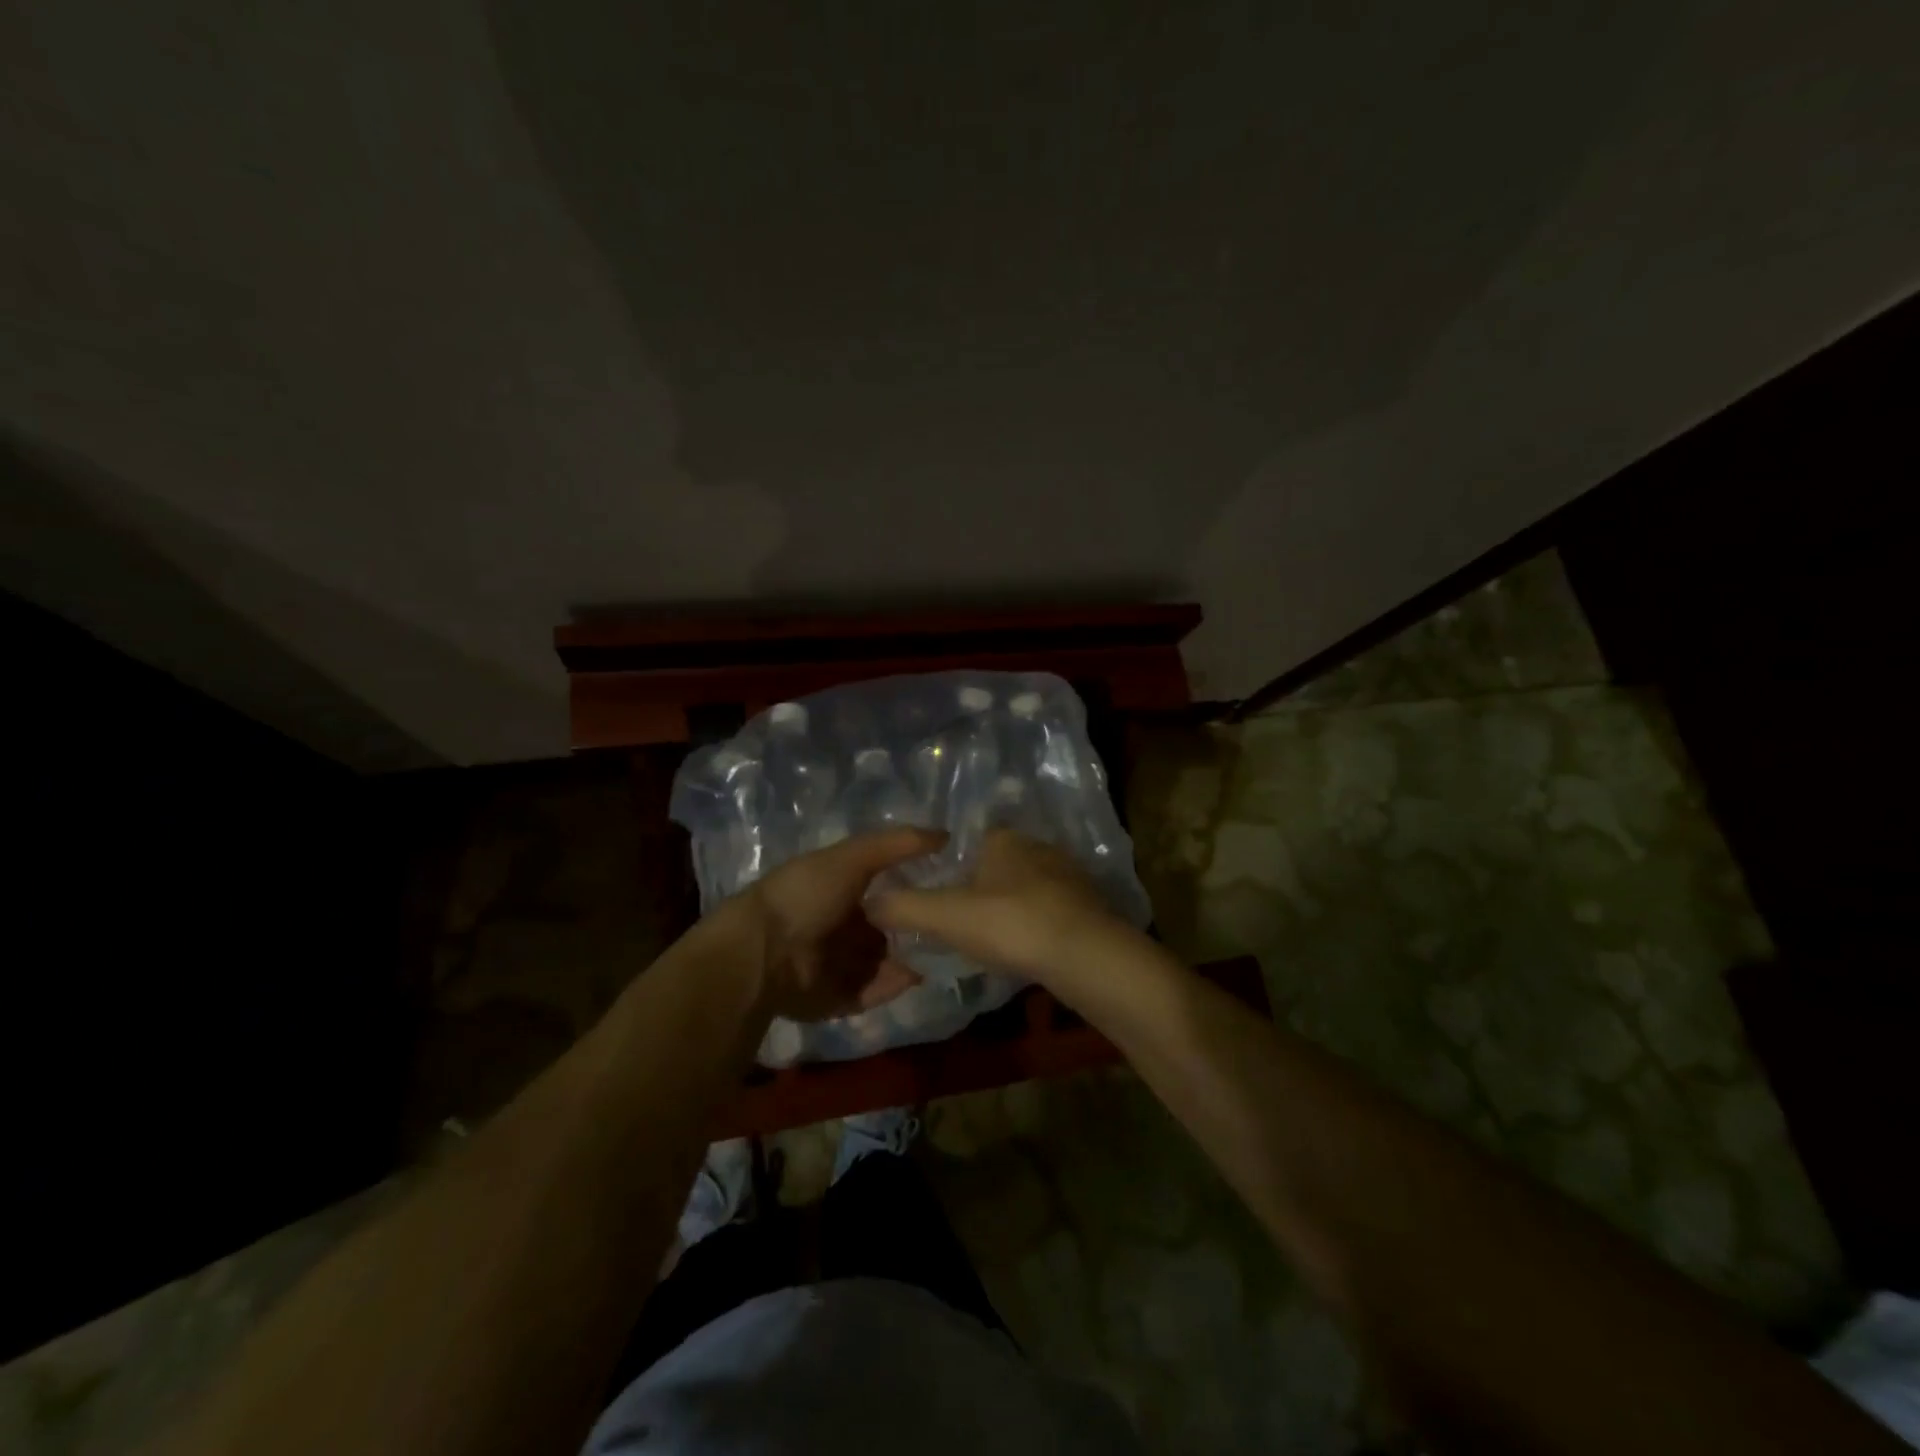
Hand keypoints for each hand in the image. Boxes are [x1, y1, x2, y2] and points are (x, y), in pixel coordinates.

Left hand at [732, 828, 944, 1021]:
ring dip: (910, 957)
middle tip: (951, 923)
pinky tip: (920, 973)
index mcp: (836, 890)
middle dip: (915, 926)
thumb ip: (896, 844)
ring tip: (947, 951)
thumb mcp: (851, 858)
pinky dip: (895, 985)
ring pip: (885, 961)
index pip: (883, 888)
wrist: (763, 953)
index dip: (913, 885)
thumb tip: (945, 834)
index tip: (949, 885)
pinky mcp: (838, 998)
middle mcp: (838, 927)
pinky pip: (875, 991)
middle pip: (886, 927)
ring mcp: (838, 965)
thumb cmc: (806, 896)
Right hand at [866, 829, 1143, 1003]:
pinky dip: (1033, 925)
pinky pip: (1048, 911)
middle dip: (979, 887)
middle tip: (956, 920)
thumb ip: (903, 906)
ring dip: (1008, 908)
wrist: (1088, 957)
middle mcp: (1038, 848)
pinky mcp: (1088, 907)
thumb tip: (867, 902)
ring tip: (988, 938)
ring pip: (1025, 888)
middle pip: (997, 864)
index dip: (948, 864)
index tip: (935, 892)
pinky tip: (1024, 949)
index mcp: (1004, 839)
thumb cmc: (1012, 924)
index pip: (968, 840)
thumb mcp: (946, 916)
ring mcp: (1068, 877)